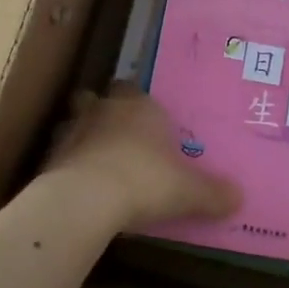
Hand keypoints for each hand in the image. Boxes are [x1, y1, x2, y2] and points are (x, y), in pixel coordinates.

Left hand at [47, 86, 239, 228]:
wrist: (87, 198)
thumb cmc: (146, 181)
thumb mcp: (189, 191)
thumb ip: (213, 193)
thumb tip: (239, 198)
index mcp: (139, 106)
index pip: (135, 89)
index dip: (140, 104)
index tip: (148, 125)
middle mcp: (103, 109)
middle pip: (98, 98)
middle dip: (105, 112)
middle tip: (118, 137)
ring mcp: (71, 130)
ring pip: (74, 122)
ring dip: (83, 136)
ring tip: (96, 161)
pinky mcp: (50, 156)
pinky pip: (60, 154)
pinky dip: (68, 165)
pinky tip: (79, 185)